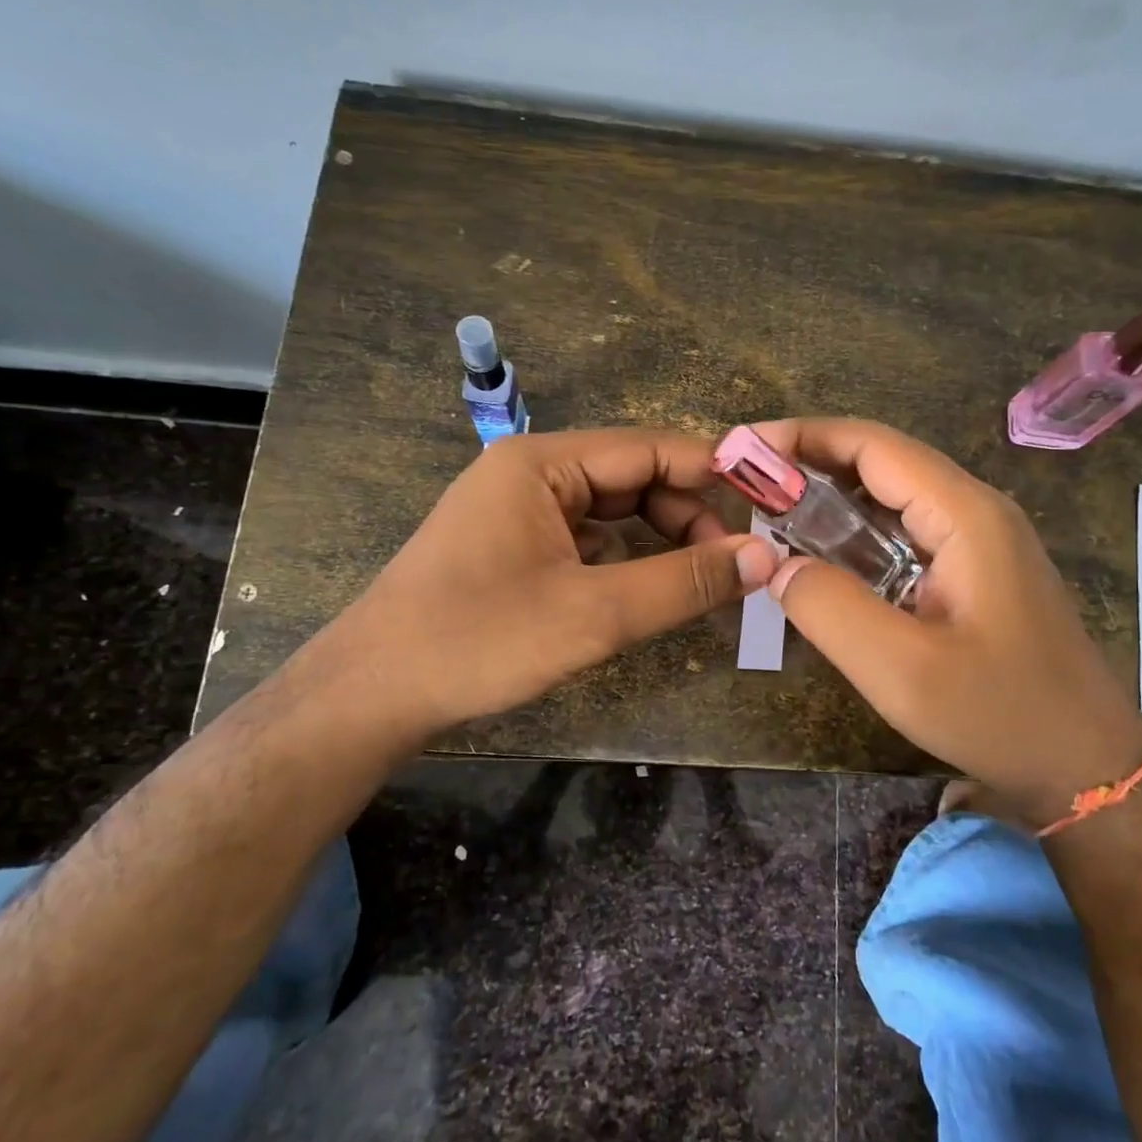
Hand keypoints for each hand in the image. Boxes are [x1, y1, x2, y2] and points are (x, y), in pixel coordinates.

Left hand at [314, 428, 778, 743]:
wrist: (372, 694)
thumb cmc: (479, 641)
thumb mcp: (594, 614)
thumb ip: (684, 583)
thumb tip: (763, 557)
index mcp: (543, 462)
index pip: (651, 447)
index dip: (715, 473)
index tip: (769, 508)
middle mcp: (531, 471)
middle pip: (634, 477)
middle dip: (688, 516)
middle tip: (735, 566)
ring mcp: (520, 509)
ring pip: (614, 510)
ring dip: (661, 539)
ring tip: (703, 581)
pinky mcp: (515, 546)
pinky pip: (588, 538)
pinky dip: (626, 559)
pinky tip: (647, 590)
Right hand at [756, 419, 1141, 820]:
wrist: (1086, 765)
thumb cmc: (1000, 715)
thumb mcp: (901, 670)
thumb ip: (830, 609)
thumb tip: (778, 565)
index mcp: (965, 514)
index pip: (874, 446)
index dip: (804, 437)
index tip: (744, 447)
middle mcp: (976, 511)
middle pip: (884, 463)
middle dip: (812, 464)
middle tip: (745, 484)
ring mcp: (981, 541)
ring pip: (895, 498)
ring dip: (833, 499)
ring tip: (770, 514)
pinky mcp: (978, 571)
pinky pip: (907, 533)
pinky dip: (858, 533)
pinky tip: (824, 558)